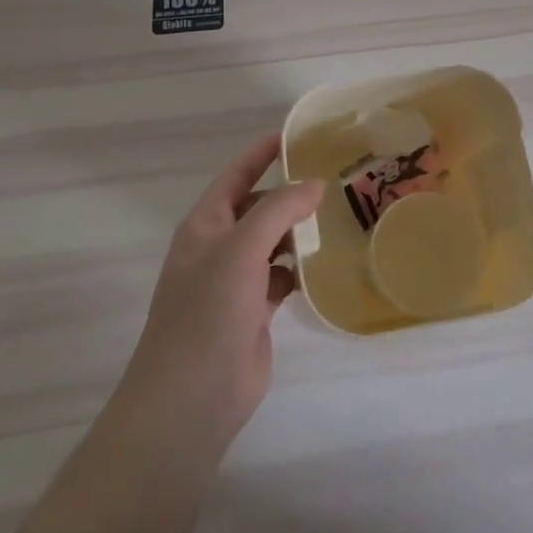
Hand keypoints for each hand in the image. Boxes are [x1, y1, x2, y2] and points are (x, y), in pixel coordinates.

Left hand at [120, 135, 323, 452]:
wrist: (192, 397)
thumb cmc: (208, 313)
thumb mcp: (241, 250)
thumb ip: (278, 210)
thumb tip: (314, 184)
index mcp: (205, 225)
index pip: (236, 176)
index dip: (261, 153)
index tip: (296, 135)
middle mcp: (218, 248)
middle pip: (258, 208)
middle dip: (290, 194)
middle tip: (336, 179)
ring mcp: (235, 282)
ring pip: (272, 243)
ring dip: (299, 232)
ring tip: (341, 217)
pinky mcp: (254, 312)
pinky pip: (282, 277)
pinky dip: (301, 269)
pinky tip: (327, 264)